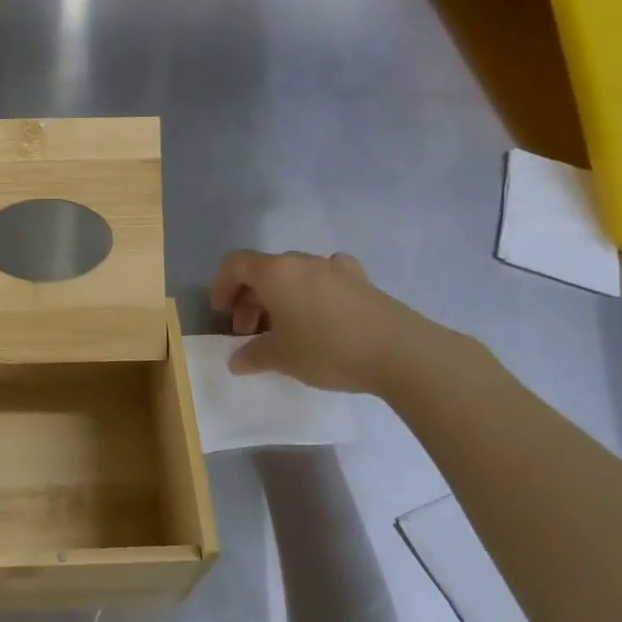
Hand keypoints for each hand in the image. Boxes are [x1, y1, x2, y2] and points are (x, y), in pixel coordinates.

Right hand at [209, 249, 438, 394]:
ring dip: (280, 297)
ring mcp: (335, 268)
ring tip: (284, 329)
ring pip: (294, 275)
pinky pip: (326, 278)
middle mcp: (302, 261)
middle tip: (249, 332)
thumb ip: (252, 356)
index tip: (222, 314)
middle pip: (264, 270)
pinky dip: (314, 292)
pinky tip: (322, 313)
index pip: (235, 263)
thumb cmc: (327, 349)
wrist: (400, 352)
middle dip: (249, 299)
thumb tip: (237, 360)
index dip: (221, 285)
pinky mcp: (362, 281)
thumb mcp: (281, 358)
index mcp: (275, 272)